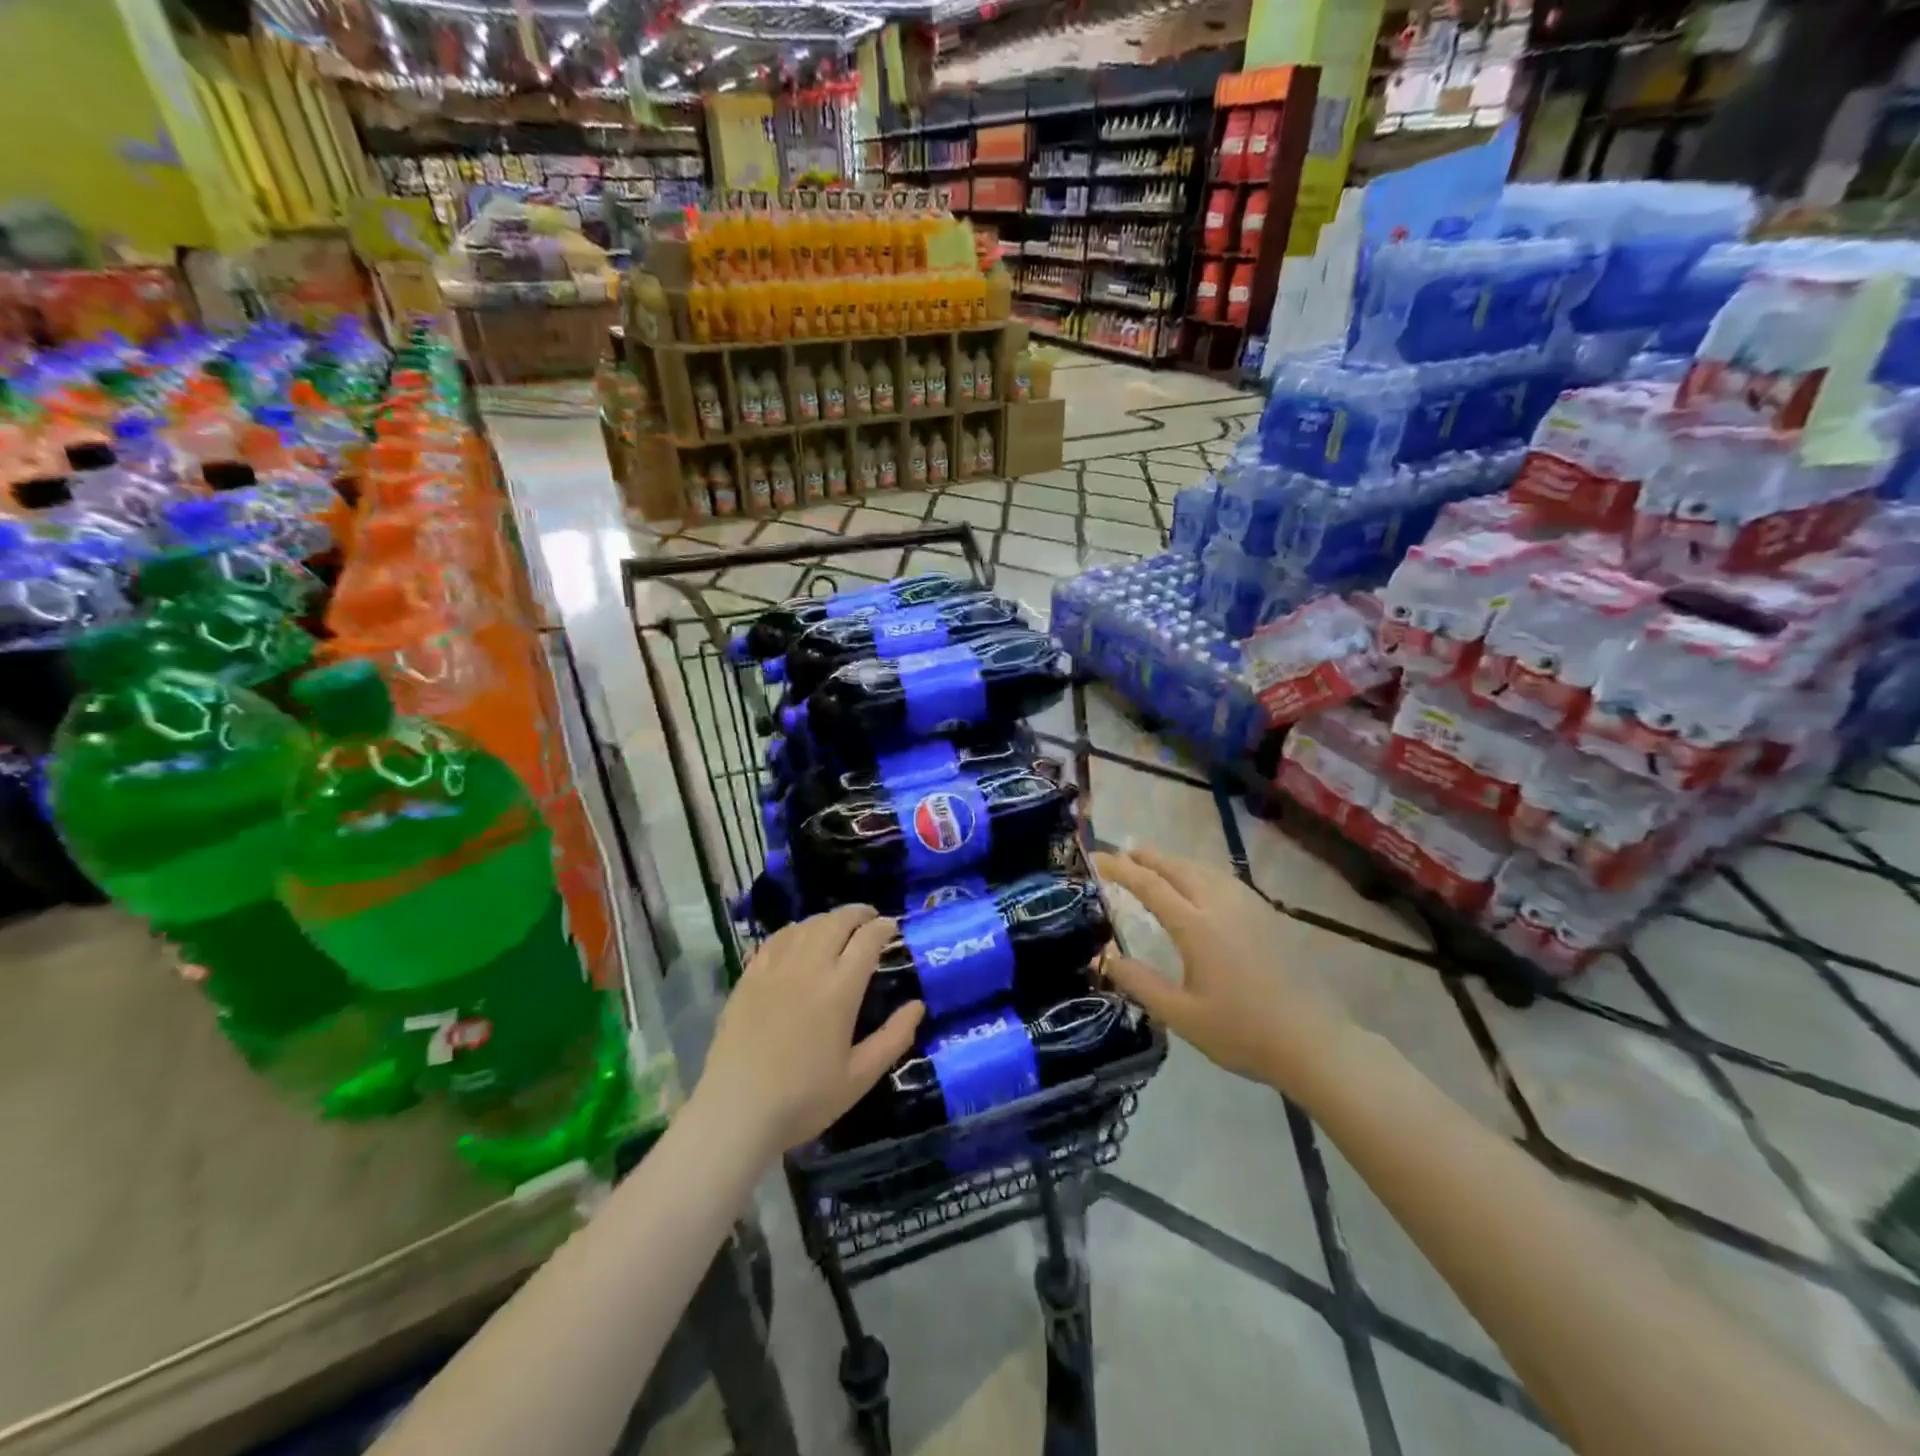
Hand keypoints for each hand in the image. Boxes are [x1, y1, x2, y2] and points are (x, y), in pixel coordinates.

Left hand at [695, 905, 924, 1154]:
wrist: (736, 1112)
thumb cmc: (804, 1099)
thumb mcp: (860, 1077)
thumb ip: (894, 1038)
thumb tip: (918, 1005)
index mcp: (840, 989)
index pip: (868, 939)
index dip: (884, 927)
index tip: (893, 927)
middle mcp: (809, 967)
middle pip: (837, 921)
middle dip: (858, 913)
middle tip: (870, 919)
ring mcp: (775, 968)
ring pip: (806, 925)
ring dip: (828, 919)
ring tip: (839, 926)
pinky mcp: (749, 977)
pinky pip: (776, 939)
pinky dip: (796, 930)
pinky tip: (799, 937)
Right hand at [1093, 848, 1350, 1095]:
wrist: (1314, 1041)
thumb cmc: (1243, 1033)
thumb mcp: (1182, 1016)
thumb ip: (1140, 983)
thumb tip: (1106, 956)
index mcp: (1197, 927)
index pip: (1150, 885)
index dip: (1120, 869)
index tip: (1097, 859)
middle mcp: (1221, 905)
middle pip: (1177, 868)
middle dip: (1147, 857)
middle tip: (1122, 854)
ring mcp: (1249, 906)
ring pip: (1204, 869)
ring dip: (1174, 862)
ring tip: (1154, 864)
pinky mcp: (1268, 914)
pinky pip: (1224, 879)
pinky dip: (1199, 872)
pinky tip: (1198, 884)